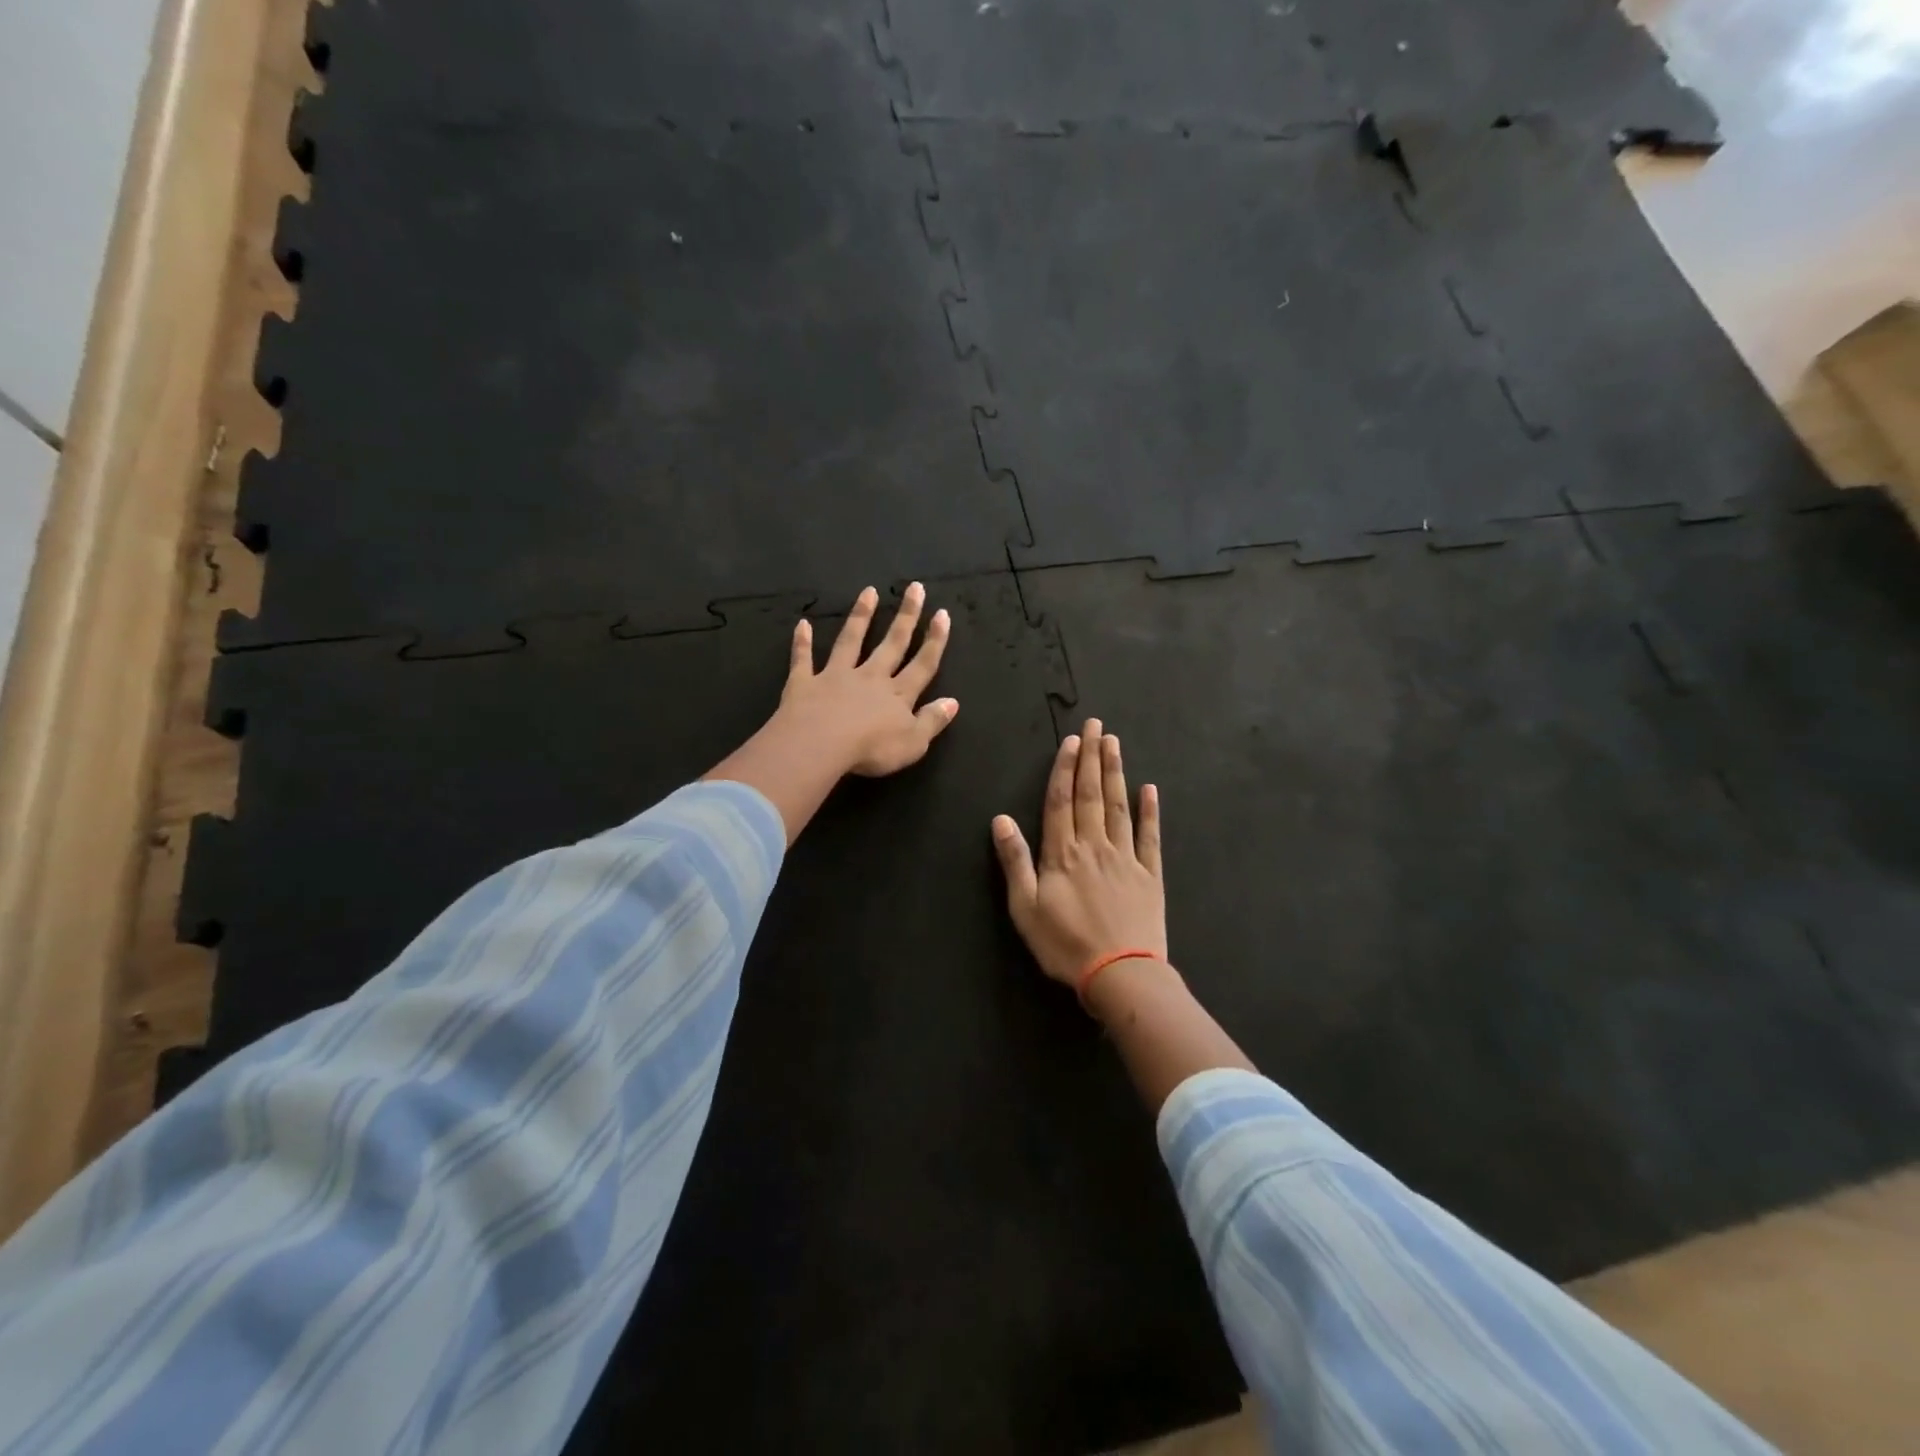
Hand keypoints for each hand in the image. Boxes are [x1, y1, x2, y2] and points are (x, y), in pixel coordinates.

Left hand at [780, 583, 957, 776]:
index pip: (923, 664)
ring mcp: (836, 676)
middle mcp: (870, 677)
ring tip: (869, 592)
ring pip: (851, 641)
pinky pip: (803, 659)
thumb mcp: (914, 743)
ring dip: (861, 617)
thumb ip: (933, 721)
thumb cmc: (872, 749)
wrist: (820, 745)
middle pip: (892, 643)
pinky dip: (802, 642)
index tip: (942, 613)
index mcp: (898, 694)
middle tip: (915, 588)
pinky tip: (802, 625)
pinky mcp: (805, 683)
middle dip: (906, 617)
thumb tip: (953, 701)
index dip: (935, 640)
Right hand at [991, 719, 1165, 986]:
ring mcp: (1125, 858)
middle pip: (1091, 794)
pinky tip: (1149, 789)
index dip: (1065, 769)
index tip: (1072, 741)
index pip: (1062, 801)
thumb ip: (1015, 861)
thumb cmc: (1064, 944)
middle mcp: (1094, 846)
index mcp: (1062, 853)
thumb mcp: (1025, 907)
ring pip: (1118, 806)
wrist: (1120, 973)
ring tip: (1115, 743)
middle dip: (1092, 757)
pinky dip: (1150, 811)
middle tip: (1096, 725)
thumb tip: (1001, 819)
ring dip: (1116, 773)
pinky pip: (1150, 836)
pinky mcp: (1149, 875)